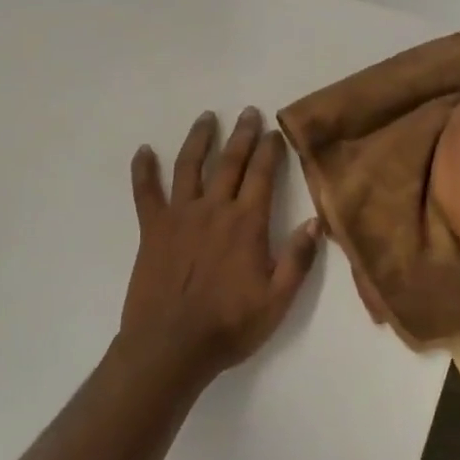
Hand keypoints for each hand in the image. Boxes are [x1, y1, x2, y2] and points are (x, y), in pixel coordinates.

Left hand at [118, 108, 323, 390]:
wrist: (171, 347)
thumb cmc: (229, 326)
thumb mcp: (277, 301)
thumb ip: (298, 259)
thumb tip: (315, 221)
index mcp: (247, 224)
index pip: (262, 175)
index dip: (271, 150)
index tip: (276, 131)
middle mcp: (213, 210)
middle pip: (229, 162)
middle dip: (242, 135)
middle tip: (249, 112)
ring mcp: (179, 216)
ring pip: (188, 166)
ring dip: (199, 139)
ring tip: (207, 118)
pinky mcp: (152, 229)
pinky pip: (145, 192)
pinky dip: (143, 170)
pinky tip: (143, 151)